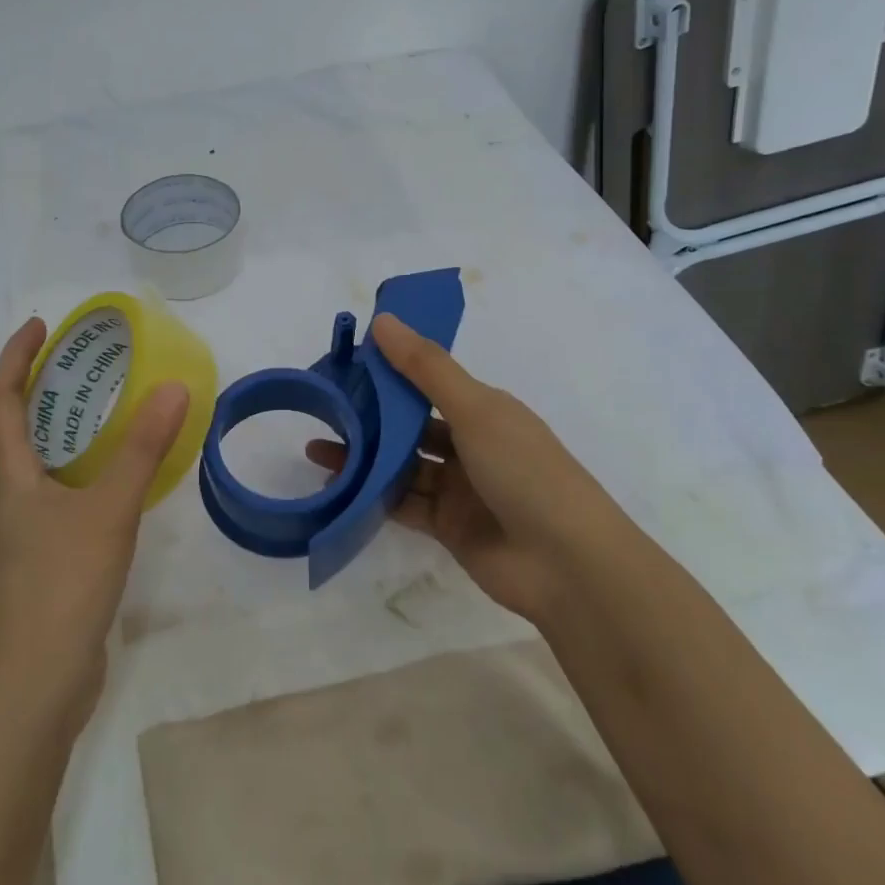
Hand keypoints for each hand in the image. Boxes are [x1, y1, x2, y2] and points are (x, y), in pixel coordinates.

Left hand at [0, 317, 189, 727]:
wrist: (34, 681)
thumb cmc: (62, 585)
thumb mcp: (109, 510)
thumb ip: (141, 449)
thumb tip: (172, 387)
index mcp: (7, 478)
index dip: (15, 358)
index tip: (41, 327)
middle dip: (10, 397)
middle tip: (53, 380)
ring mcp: (9, 536)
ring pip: (6, 471)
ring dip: (30, 438)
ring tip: (78, 425)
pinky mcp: (27, 563)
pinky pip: (31, 502)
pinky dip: (52, 478)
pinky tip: (91, 489)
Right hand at [305, 314, 626, 621]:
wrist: (566, 564)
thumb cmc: (525, 471)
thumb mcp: (476, 410)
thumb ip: (426, 368)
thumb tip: (383, 320)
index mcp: (485, 410)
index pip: (429, 383)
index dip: (391, 373)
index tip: (347, 365)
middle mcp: (472, 445)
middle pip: (411, 427)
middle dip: (370, 419)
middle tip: (323, 412)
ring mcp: (460, 489)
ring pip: (402, 466)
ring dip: (364, 458)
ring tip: (317, 450)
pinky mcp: (448, 527)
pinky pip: (403, 505)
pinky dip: (373, 496)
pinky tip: (338, 488)